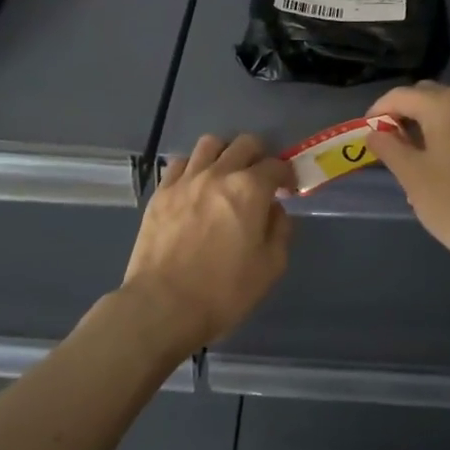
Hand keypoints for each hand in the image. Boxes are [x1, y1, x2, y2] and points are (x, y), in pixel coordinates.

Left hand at [120, 134, 294, 356]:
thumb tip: (274, 210)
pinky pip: (180, 162)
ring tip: (226, 174)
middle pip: (244, 144)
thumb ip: (280, 230)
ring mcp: (185, 180)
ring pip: (210, 143)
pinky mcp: (161, 192)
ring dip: (225, 153)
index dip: (287, 173)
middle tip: (260, 178)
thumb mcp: (270, 267)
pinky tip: (196, 185)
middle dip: (259, 155)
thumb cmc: (224, 291)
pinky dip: (194, 166)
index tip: (288, 187)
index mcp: (250, 189)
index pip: (276, 165)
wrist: (163, 305)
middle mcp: (218, 174)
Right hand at [366, 82, 449, 277]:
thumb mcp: (412, 176)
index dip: (378, 111)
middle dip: (402, 115)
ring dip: (424, 125)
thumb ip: (389, 148)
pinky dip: (445, 135)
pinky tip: (437, 166)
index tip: (366, 134)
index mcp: (444, 106)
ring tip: (409, 158)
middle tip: (386, 145)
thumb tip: (375, 133)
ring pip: (446, 112)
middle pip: (425, 97)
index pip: (400, 95)